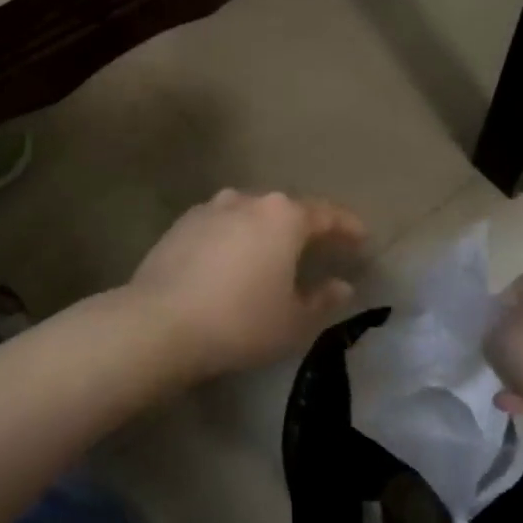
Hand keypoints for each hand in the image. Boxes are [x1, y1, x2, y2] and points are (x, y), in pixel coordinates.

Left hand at [129, 190, 366, 380]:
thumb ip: (322, 299)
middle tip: (320, 246)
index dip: (347, 226)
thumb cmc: (239, 321)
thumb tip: (341, 285)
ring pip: (249, 214)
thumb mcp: (292, 320)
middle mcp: (247, 201)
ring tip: (273, 254)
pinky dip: (234, 238)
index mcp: (282, 216)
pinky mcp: (181, 224)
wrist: (160, 322)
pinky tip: (233, 261)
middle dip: (305, 226)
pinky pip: (220, 225)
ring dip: (265, 231)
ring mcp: (210, 208)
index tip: (362, 238)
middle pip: (285, 209)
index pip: (326, 214)